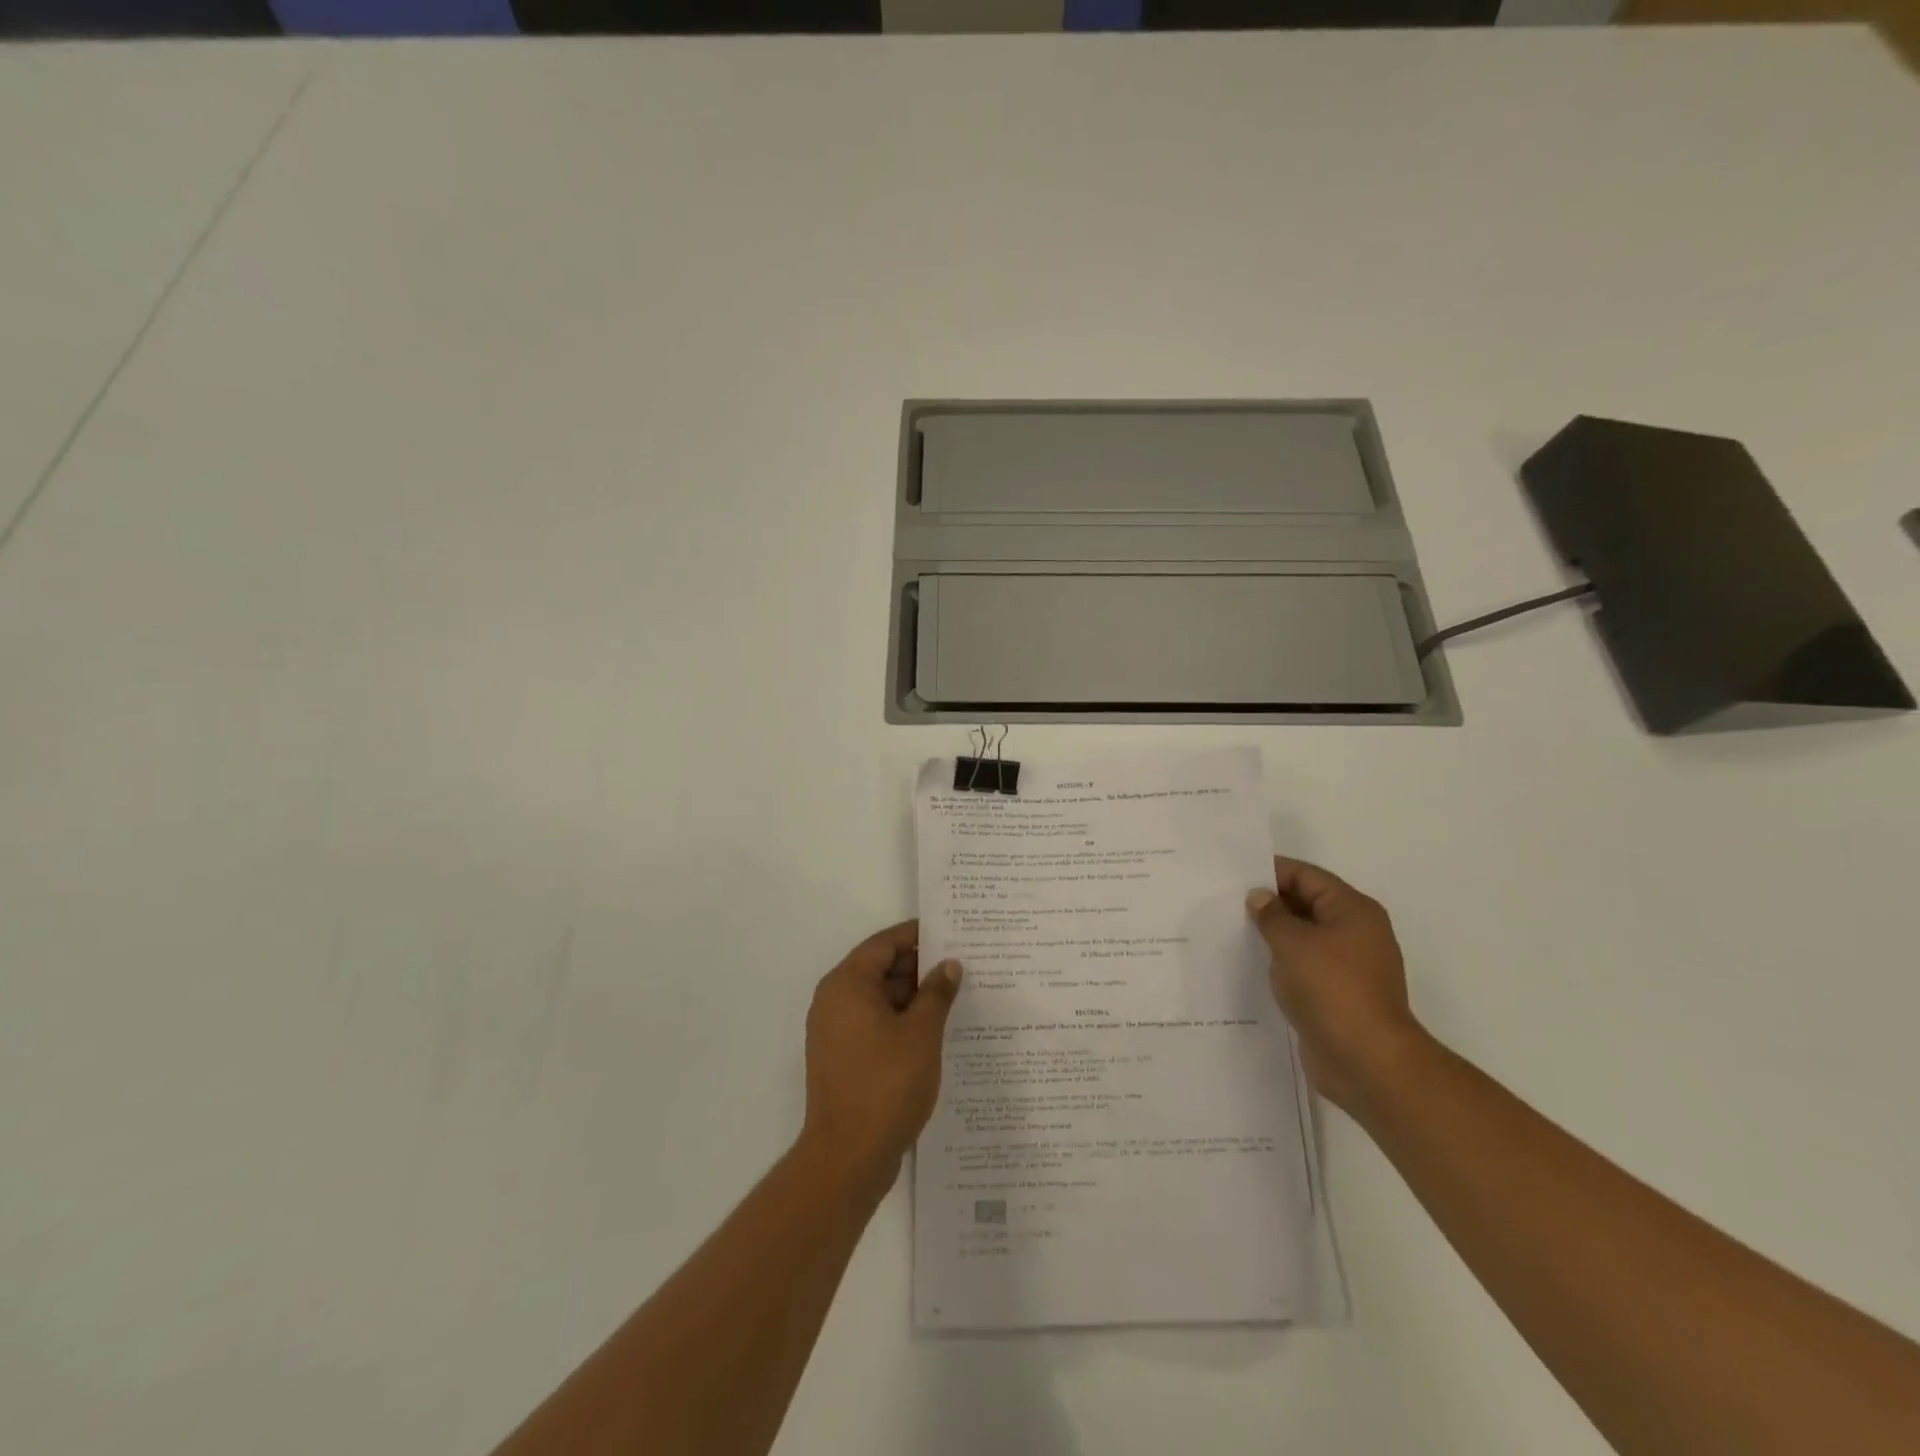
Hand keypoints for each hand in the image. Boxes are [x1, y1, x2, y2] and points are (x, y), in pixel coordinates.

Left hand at [800, 920, 960, 1198]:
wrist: (847, 1157)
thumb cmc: (886, 1084)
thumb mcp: (922, 1033)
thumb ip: (937, 993)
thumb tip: (949, 965)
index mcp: (847, 984)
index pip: (884, 943)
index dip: (918, 935)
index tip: (952, 932)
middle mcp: (834, 1000)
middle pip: (880, 968)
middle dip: (920, 967)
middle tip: (962, 965)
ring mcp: (835, 1031)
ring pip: (879, 998)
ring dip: (913, 996)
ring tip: (955, 995)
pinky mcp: (842, 1057)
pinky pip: (874, 1023)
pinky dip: (901, 1020)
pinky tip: (934, 1029)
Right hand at [1248, 857, 1430, 1118]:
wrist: (1368, 1061)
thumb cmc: (1332, 990)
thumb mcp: (1293, 944)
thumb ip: (1272, 915)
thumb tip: (1260, 897)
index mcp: (1353, 910)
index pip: (1307, 876)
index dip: (1271, 872)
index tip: (1233, 876)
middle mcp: (1356, 932)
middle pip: (1307, 903)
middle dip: (1270, 903)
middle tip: (1226, 903)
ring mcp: (1350, 965)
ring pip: (1305, 937)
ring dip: (1274, 934)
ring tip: (1233, 932)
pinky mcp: (1339, 994)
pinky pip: (1305, 965)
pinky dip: (1283, 962)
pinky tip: (1254, 966)